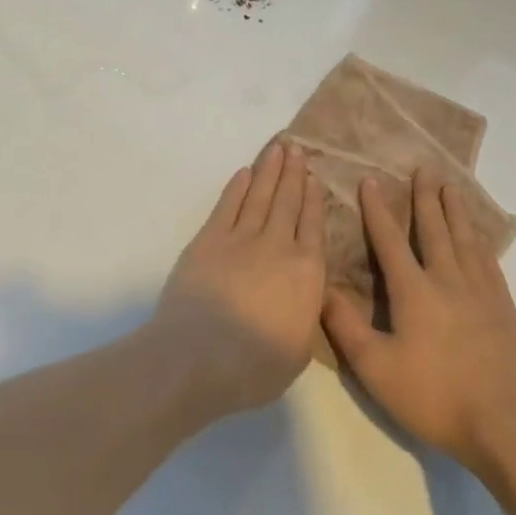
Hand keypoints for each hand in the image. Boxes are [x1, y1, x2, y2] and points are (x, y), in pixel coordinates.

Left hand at [152, 141, 326, 418]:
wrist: (199, 356)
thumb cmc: (254, 366)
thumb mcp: (299, 350)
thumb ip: (306, 313)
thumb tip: (306, 294)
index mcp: (306, 274)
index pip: (314, 227)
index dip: (314, 200)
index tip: (315, 178)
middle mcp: (278, 246)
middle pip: (288, 202)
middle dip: (294, 174)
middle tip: (297, 148)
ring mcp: (241, 238)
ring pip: (260, 196)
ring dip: (270, 171)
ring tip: (278, 149)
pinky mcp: (209, 239)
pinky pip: (228, 205)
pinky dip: (237, 187)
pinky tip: (245, 172)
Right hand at [322, 169, 515, 476]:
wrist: (509, 427)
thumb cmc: (436, 397)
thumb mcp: (377, 369)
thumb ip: (346, 327)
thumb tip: (322, 288)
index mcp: (414, 290)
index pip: (390, 240)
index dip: (378, 210)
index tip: (370, 180)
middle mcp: (447, 280)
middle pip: (435, 229)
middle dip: (425, 198)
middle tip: (424, 168)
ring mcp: (481, 293)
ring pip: (465, 239)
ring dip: (455, 210)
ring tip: (451, 187)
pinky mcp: (505, 309)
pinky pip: (490, 262)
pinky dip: (481, 242)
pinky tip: (480, 238)